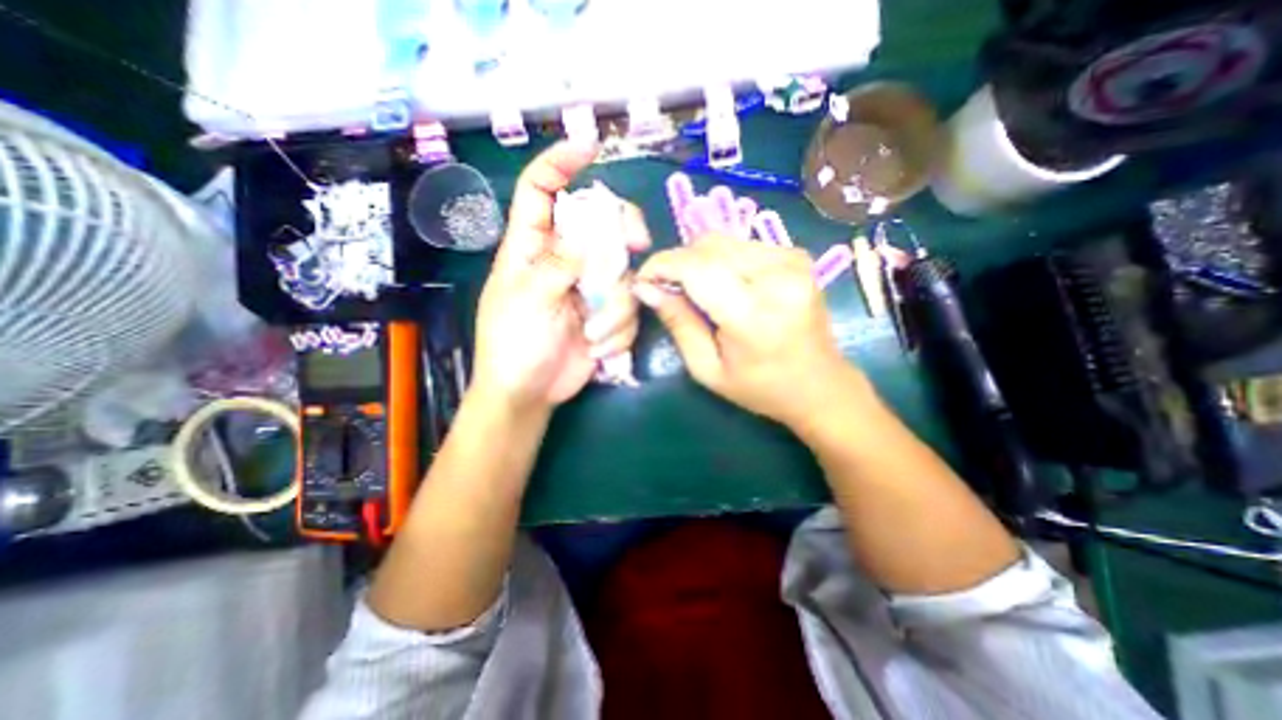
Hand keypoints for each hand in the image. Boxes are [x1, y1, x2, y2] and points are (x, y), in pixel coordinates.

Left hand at [469, 143, 652, 411]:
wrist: (530, 393)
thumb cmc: (513, 345)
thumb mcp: (527, 301)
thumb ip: (559, 264)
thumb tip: (590, 234)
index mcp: (533, 247)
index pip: (541, 191)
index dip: (560, 164)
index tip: (589, 147)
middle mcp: (566, 261)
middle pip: (601, 224)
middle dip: (621, 233)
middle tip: (636, 245)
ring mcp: (589, 288)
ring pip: (623, 274)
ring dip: (614, 309)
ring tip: (591, 335)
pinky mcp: (606, 315)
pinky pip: (628, 310)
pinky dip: (617, 332)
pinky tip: (597, 349)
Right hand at [628, 234, 858, 427]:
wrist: (820, 385)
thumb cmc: (760, 388)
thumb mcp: (707, 369)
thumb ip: (678, 323)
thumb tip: (646, 287)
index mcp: (753, 314)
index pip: (696, 268)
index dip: (662, 266)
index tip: (643, 279)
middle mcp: (777, 276)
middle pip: (708, 246)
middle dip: (678, 262)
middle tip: (667, 289)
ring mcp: (792, 260)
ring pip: (723, 241)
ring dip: (698, 260)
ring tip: (695, 289)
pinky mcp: (796, 255)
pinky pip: (742, 245)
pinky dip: (721, 260)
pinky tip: (722, 284)